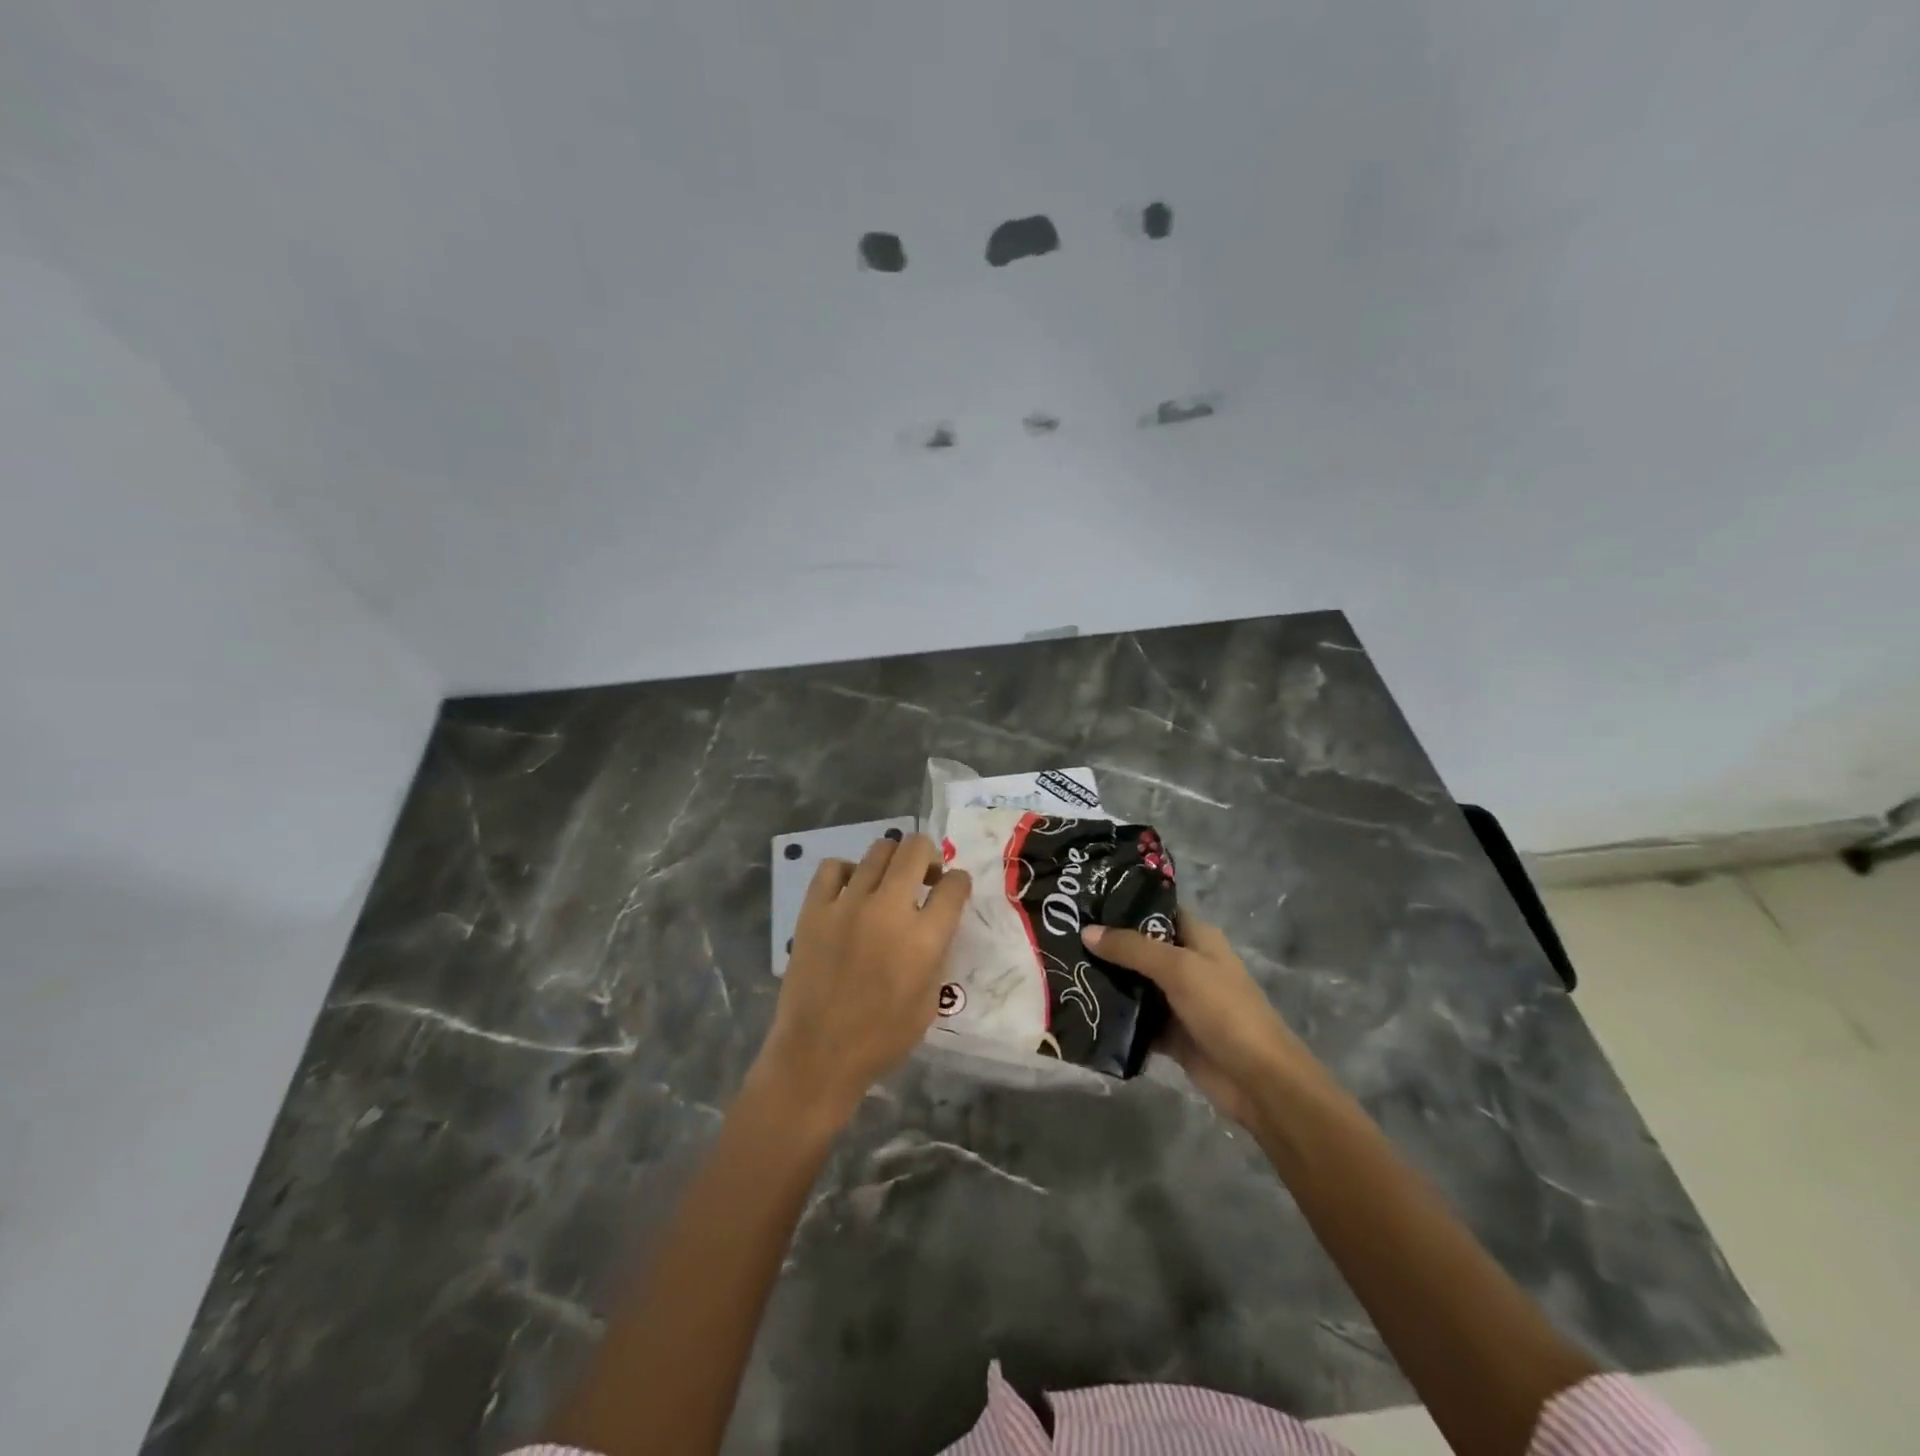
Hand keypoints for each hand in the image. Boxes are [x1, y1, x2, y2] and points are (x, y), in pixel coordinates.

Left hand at [755, 833, 971, 1129]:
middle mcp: (888, 910)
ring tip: (889, 882)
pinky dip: (848, 871)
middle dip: (929, 855)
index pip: (954, 885)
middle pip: (916, 849)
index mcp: (923, 939)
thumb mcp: (930, 1001)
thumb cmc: (881, 1038)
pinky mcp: (814, 909)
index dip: (960, 883)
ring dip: (892, 861)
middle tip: (925, 876)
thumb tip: (935, 922)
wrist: (817, 1055)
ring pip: (878, 850)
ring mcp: (847, 904)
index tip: (953, 890)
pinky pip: (833, 867)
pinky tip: (851, 890)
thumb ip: (937, 953)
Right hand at [1082, 914, 1308, 1125]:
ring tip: (1062, 969)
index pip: (1157, 910)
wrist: (1258, 1081)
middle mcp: (1188, 964)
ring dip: (1107, 981)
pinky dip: (1115, 1018)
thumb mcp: (1178, 969)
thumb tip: (1087, 931)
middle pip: (1141, 948)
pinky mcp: (1171, 1034)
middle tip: (1062, 936)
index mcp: (1198, 939)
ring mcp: (1179, 1001)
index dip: (1125, 905)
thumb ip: (1132, 948)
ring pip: (1135, 985)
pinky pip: (1136, 1020)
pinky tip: (1081, 1010)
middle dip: (1107, 945)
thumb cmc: (1224, 1010)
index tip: (1084, 902)